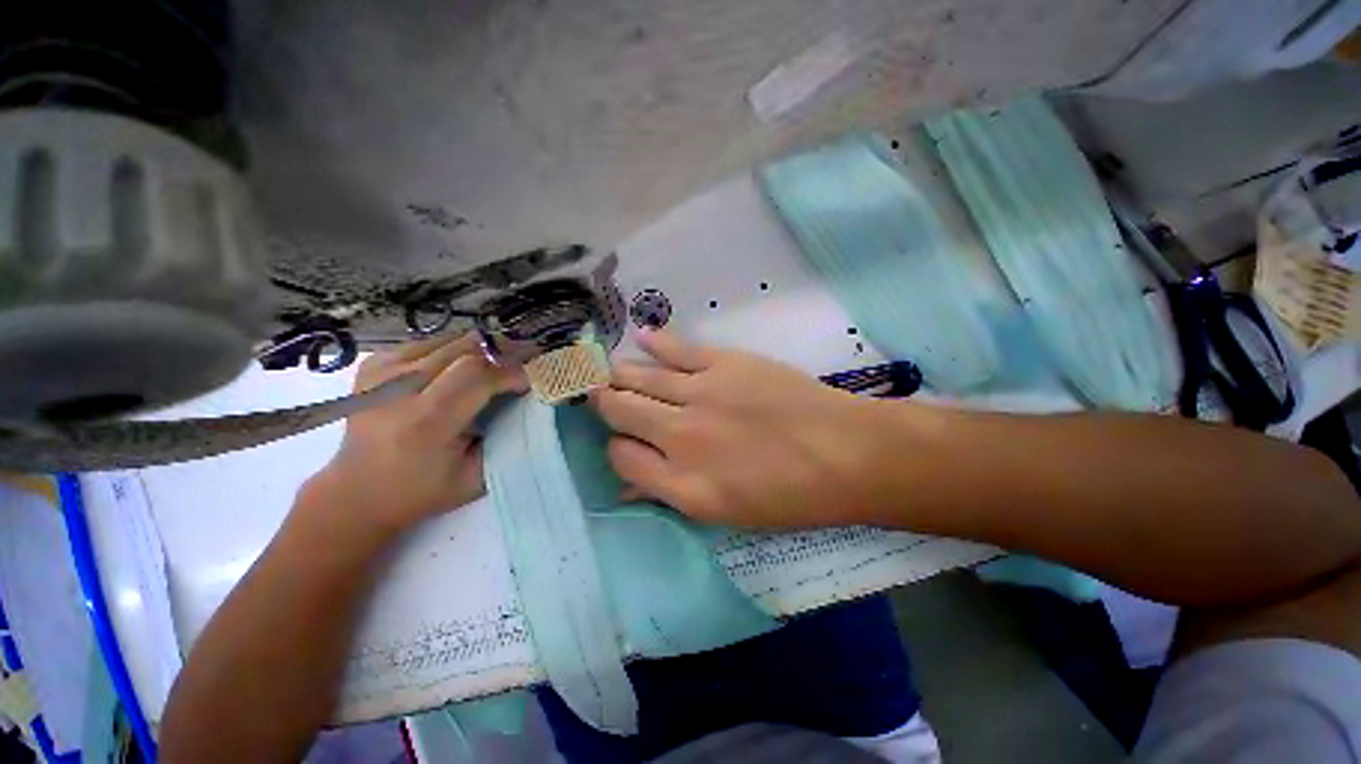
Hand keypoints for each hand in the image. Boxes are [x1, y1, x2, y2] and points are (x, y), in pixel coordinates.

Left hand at [300, 333, 524, 539]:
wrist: (356, 492)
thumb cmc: (422, 492)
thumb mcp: (476, 476)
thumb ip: (506, 437)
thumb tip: (530, 400)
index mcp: (424, 423)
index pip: (477, 374)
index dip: (512, 371)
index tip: (534, 379)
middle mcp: (397, 389)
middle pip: (465, 348)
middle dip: (505, 350)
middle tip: (531, 355)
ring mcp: (381, 372)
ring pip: (450, 340)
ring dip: (485, 347)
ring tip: (506, 358)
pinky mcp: (375, 364)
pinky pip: (430, 343)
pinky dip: (458, 349)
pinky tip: (469, 363)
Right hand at [595, 331, 904, 527]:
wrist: (846, 454)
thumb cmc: (791, 495)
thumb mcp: (727, 514)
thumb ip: (670, 494)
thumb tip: (627, 483)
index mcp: (682, 484)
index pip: (621, 456)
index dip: (616, 446)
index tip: (623, 441)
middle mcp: (681, 437)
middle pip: (620, 410)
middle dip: (604, 401)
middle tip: (598, 393)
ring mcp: (701, 394)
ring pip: (639, 377)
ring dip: (618, 374)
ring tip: (608, 369)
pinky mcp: (724, 363)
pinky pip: (676, 349)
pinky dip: (654, 342)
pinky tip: (640, 337)